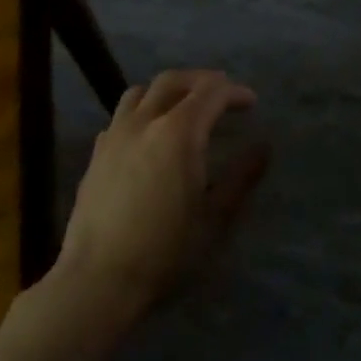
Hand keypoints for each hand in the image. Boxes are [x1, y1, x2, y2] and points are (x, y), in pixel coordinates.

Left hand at [57, 70, 268, 315]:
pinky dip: (142, 113)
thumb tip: (263, 148)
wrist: (99, 279)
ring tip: (183, 107)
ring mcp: (114, 136)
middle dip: (201, 80)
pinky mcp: (96, 155)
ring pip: (140, 92)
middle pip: (173, 81)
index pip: (211, 92)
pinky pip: (120, 117)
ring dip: (167, 91)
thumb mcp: (215, 216)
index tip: (251, 103)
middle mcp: (144, 122)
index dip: (234, 92)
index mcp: (178, 132)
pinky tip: (149, 137)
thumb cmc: (166, 249)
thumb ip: (242, 176)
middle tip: (222, 94)